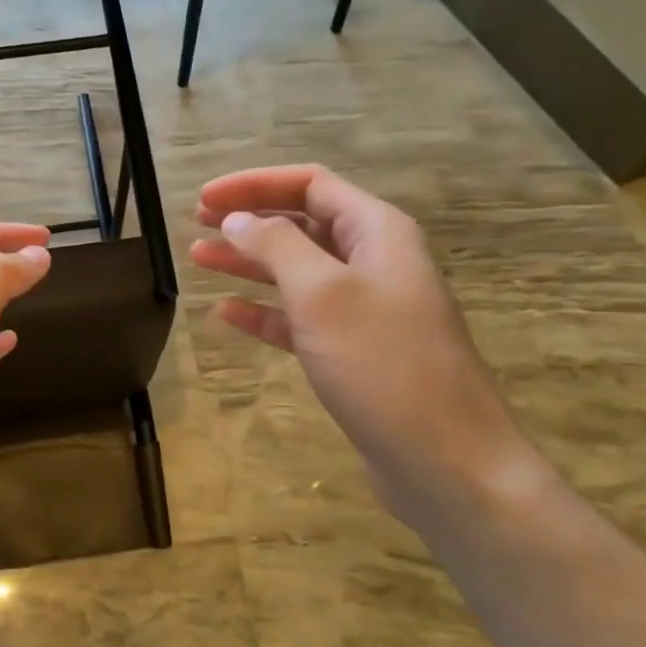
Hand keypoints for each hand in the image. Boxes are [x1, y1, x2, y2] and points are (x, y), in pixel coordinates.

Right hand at [191, 165, 534, 522]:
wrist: (446, 462)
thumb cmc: (383, 364)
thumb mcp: (323, 294)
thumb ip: (276, 247)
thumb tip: (237, 218)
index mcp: (377, 232)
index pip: (311, 185)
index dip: (255, 184)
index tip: (206, 197)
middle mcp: (374, 262)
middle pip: (303, 224)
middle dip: (250, 219)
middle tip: (198, 222)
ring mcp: (365, 310)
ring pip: (297, 271)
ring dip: (249, 262)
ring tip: (199, 258)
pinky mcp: (353, 353)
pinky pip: (300, 318)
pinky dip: (263, 312)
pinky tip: (226, 314)